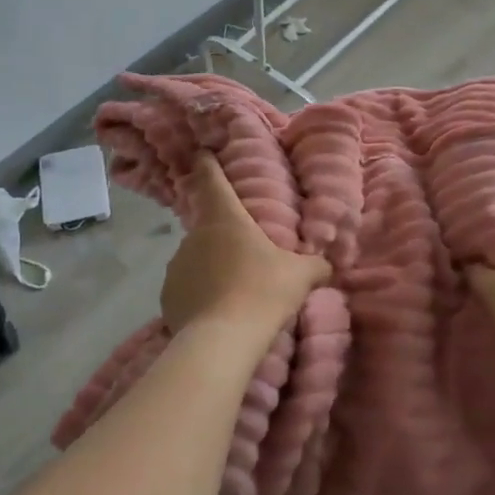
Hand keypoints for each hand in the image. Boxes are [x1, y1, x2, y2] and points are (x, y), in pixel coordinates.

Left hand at [161, 154, 330, 332]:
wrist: (223, 340)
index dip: (209, 164)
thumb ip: (315, 264)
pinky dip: (199, 294)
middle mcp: (195, 235)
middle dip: (224, 236)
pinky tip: (216, 312)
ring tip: (233, 291)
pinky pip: (187, 287)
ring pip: (197, 258)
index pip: (212, 179)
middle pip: (208, 225)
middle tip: (246, 253)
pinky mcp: (167, 296)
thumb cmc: (263, 292)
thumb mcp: (301, 275)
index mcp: (225, 218)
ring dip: (211, 267)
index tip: (203, 153)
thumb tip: (327, 263)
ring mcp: (176, 265)